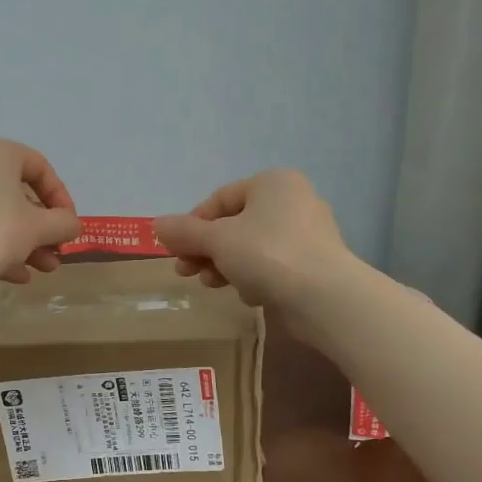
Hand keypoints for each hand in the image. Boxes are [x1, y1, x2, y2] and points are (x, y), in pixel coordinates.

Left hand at [0, 137, 81, 285]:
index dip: (61, 198)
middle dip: (42, 228)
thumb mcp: (39, 228)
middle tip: (56, 252)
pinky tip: (15, 275)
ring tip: (42, 270)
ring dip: (23, 241)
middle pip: (16, 193)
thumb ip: (63, 223)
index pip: (40, 167)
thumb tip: (71, 224)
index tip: (69, 226)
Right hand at [154, 169, 347, 310]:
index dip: (191, 224)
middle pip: (235, 225)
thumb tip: (157, 225)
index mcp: (272, 183)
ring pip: (252, 247)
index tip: (174, 249)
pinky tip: (249, 295)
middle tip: (185, 271)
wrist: (324, 298)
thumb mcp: (216, 240)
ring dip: (226, 266)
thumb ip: (184, 232)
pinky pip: (273, 266)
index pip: (220, 199)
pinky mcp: (315, 265)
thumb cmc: (267, 254)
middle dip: (206, 249)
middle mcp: (294, 201)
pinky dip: (256, 278)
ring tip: (211, 285)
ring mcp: (308, 234)